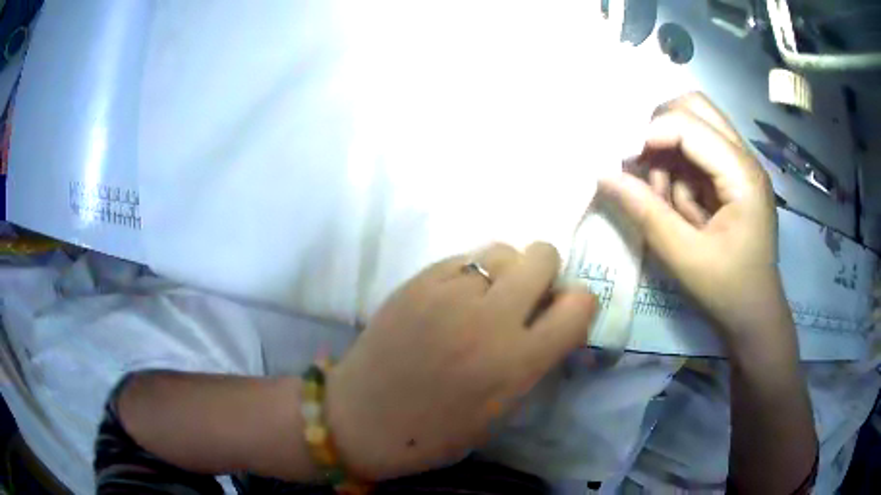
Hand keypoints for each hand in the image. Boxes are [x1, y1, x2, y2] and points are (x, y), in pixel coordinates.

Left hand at [325, 243, 596, 479]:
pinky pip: (462, 258)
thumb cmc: (434, 432)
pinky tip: (451, 300)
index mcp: (516, 362)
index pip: (579, 305)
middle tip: (525, 298)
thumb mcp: (500, 410)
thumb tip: (550, 320)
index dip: (579, 304)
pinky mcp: (417, 281)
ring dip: (504, 271)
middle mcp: (489, 318)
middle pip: (543, 255)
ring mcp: (449, 293)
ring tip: (485, 298)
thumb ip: (532, 360)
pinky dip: (468, 274)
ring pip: (501, 250)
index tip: (564, 313)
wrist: (361, 418)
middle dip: (544, 273)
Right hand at [598, 93, 788, 343]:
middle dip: (660, 126)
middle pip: (696, 106)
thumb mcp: (684, 257)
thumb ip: (646, 212)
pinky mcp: (733, 176)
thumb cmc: (727, 291)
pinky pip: (697, 150)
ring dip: (669, 150)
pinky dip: (678, 168)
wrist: (755, 315)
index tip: (621, 160)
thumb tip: (603, 174)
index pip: (689, 125)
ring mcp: (740, 164)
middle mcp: (744, 157)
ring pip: (695, 124)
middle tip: (641, 161)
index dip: (649, 134)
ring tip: (664, 195)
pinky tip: (679, 203)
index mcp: (742, 174)